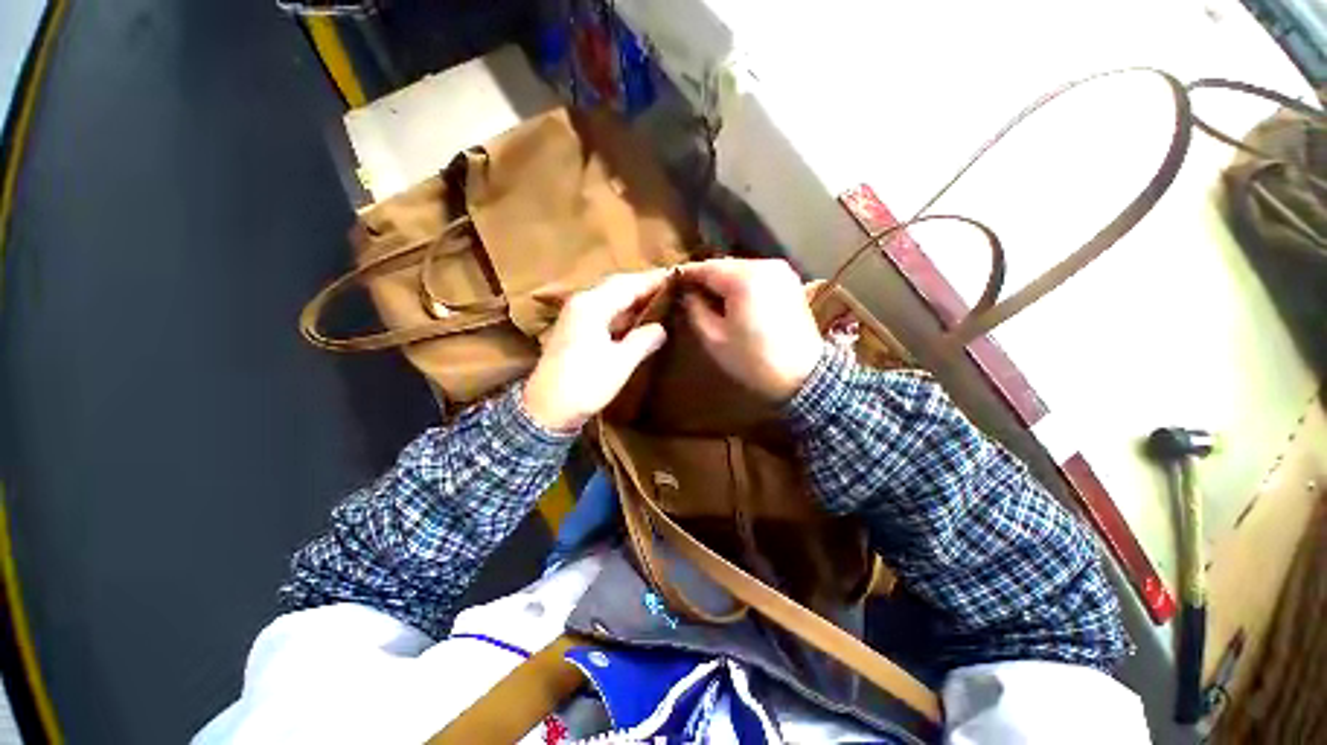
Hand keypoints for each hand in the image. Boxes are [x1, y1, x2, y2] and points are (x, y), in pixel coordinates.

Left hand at [523, 269, 669, 431]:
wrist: (546, 409)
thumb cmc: (585, 384)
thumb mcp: (620, 363)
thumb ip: (643, 341)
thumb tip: (661, 328)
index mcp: (592, 306)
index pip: (627, 284)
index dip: (652, 280)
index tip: (676, 276)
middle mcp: (581, 303)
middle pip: (617, 287)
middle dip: (643, 286)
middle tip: (670, 287)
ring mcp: (575, 317)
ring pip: (610, 299)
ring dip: (633, 298)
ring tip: (659, 300)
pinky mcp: (575, 331)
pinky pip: (604, 312)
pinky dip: (622, 312)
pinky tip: (636, 320)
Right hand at [681, 258, 822, 401]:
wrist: (803, 375)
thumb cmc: (753, 360)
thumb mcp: (714, 338)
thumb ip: (695, 310)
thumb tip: (688, 294)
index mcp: (744, 278)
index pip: (706, 267)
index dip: (686, 275)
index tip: (672, 284)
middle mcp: (764, 265)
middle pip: (724, 265)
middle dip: (706, 278)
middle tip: (690, 294)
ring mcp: (781, 271)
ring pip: (741, 269)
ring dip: (724, 281)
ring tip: (710, 300)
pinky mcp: (790, 282)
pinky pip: (757, 276)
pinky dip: (742, 284)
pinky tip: (734, 301)